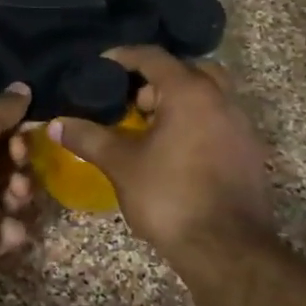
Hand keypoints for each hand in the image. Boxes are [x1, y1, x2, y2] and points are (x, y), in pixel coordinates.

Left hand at [0, 85, 35, 279]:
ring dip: (21, 193)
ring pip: (10, 197)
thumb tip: (23, 86)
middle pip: (4, 165)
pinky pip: (7, 232)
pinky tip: (9, 226)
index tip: (23, 133)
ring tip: (16, 194)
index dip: (13, 132)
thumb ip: (3, 110)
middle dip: (21, 162)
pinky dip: (13, 229)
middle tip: (20, 162)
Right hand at [49, 47, 274, 256]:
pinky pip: (219, 123)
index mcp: (190, 92)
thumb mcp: (120, 164)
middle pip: (188, 72)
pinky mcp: (250, 154)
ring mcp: (241, 127)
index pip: (153, 57)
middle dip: (157, 81)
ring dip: (178, 104)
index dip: (124, 57)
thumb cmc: (169, 196)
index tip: (101, 65)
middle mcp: (221, 100)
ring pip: (208, 98)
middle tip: (131, 103)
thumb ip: (88, 137)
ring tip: (149, 130)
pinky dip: (196, 125)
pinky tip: (175, 154)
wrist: (226, 249)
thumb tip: (54, 124)